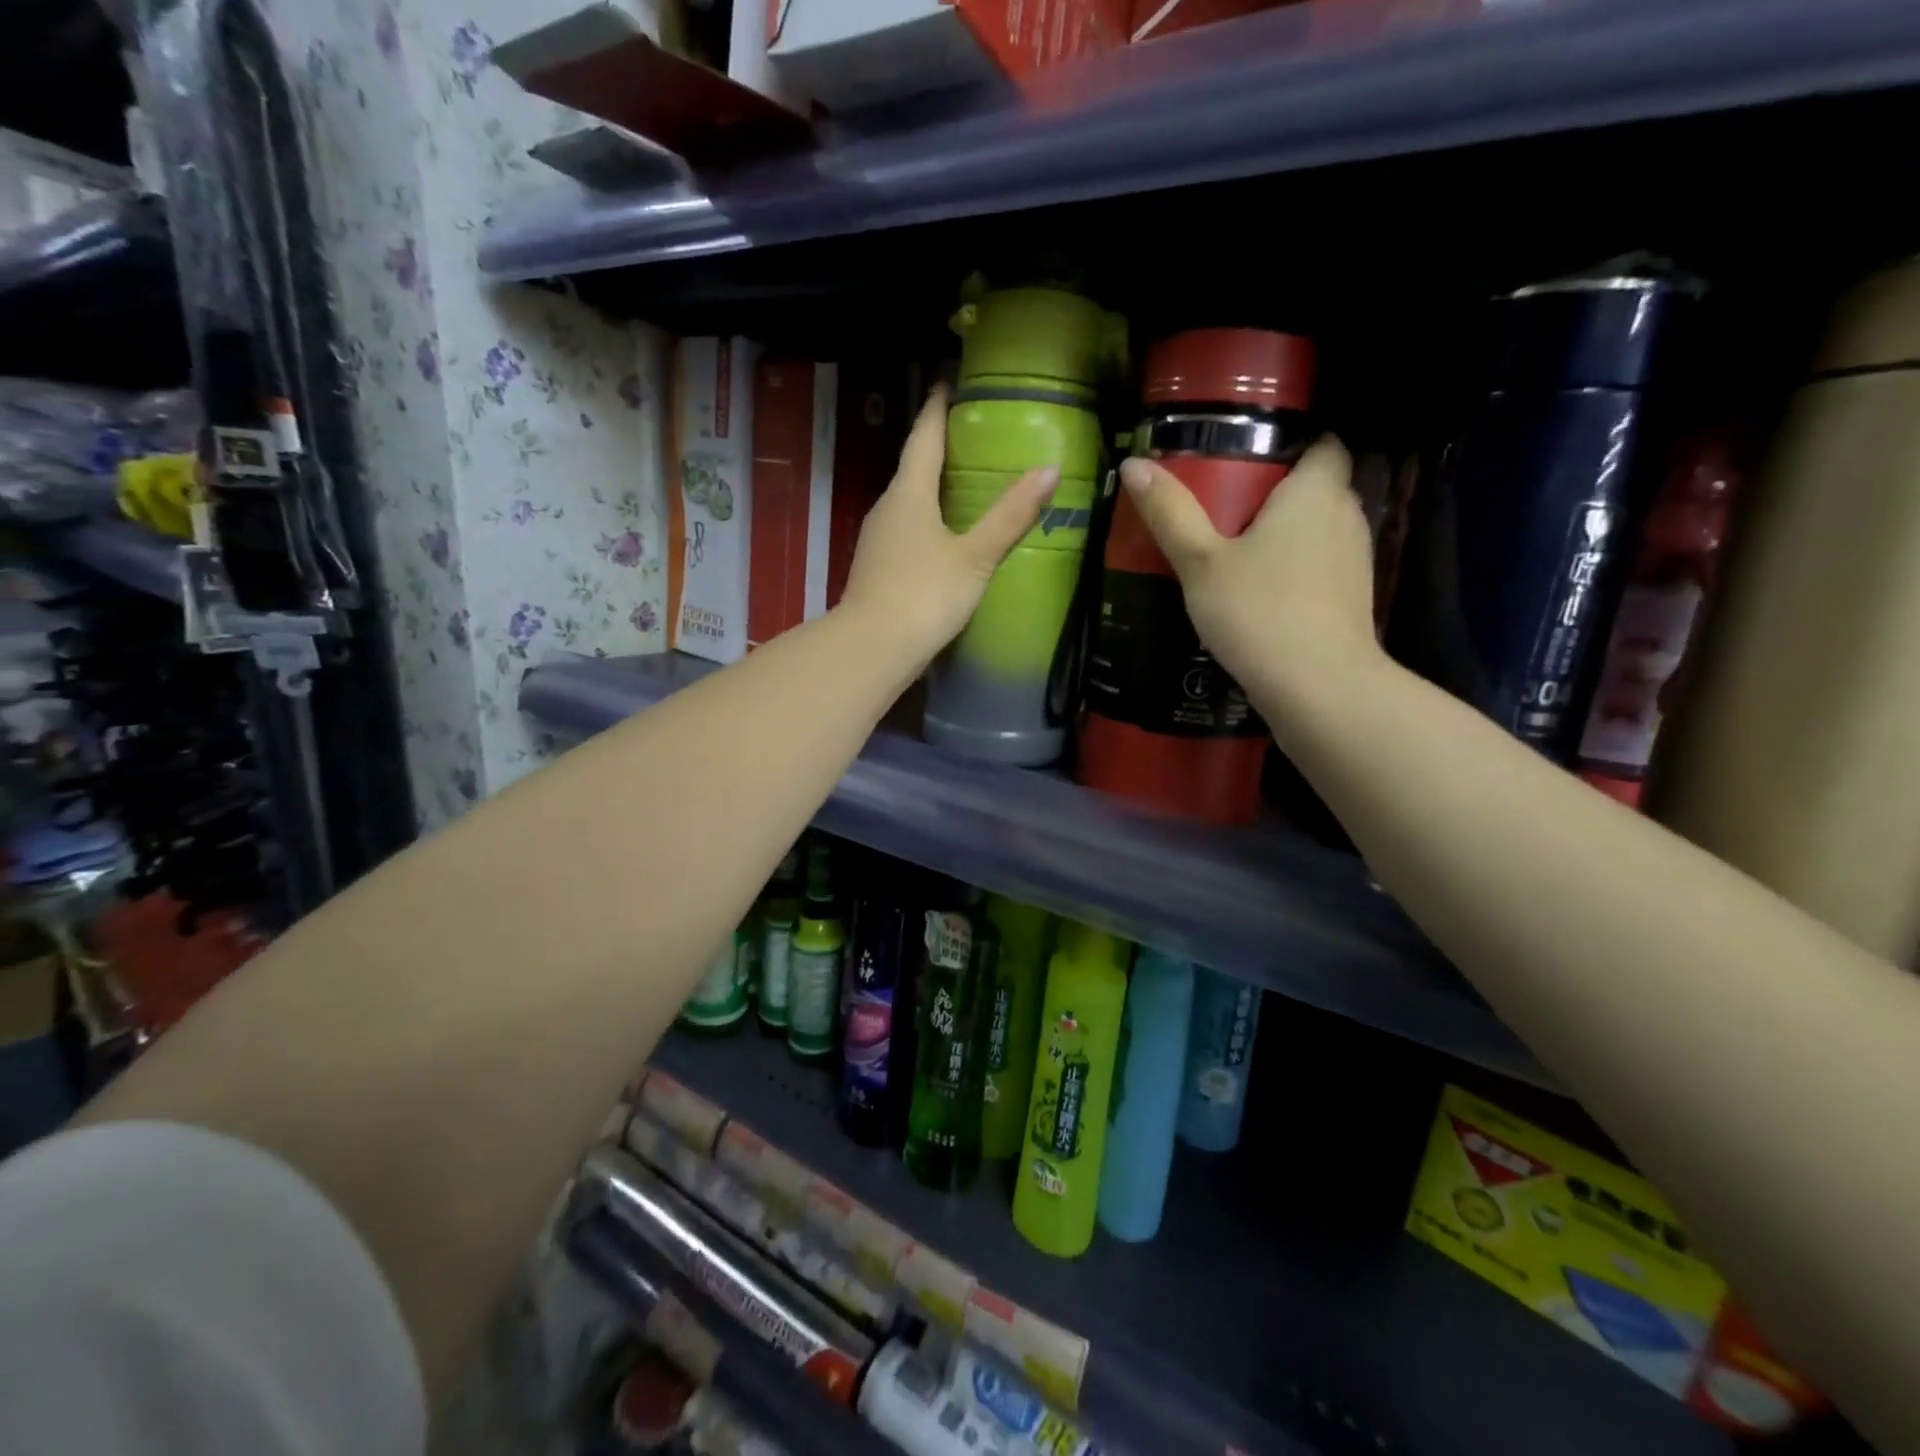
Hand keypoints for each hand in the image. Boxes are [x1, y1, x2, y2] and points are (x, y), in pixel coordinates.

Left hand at [840, 385, 1059, 666]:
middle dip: (937, 448)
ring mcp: (876, 540)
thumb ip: (1010, 515)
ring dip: (930, 488)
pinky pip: (905, 529)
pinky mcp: (876, 567)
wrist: (873, 648)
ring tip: (961, 482)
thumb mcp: (975, 556)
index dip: (937, 409)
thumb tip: (1049, 469)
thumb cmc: (925, 594)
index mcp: (909, 494)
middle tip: (968, 434)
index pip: (924, 438)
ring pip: (907, 502)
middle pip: (913, 468)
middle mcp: (886, 508)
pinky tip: (942, 534)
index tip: (947, 382)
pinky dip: (925, 520)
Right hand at [1117, 437, 1383, 728]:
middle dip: (1277, 491)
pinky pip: (1320, 565)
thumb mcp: (1201, 562)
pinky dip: (1294, 568)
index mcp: (1315, 491)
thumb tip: (1133, 464)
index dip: (1292, 443)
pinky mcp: (1352, 597)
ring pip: (1318, 529)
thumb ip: (1170, 513)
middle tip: (1222, 507)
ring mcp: (1355, 559)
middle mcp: (1346, 515)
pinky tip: (1258, 593)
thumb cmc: (1258, 611)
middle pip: (1316, 486)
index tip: (1249, 459)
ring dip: (1285, 534)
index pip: (1324, 442)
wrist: (1318, 687)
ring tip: (1234, 550)